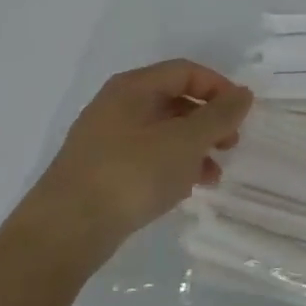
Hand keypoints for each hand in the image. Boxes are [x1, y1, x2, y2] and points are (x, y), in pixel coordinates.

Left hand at [10, 60, 252, 271]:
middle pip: (175, 101)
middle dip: (209, 122)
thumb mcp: (186, 141)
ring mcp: (105, 140)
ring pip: (163, 132)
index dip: (219, 87)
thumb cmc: (131, 174)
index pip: (186, 71)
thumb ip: (220, 115)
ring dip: (194, 148)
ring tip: (212, 175)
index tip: (240, 114)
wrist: (62, 234)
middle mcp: (116, 106)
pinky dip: (172, 166)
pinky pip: (147, 157)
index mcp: (133, 88)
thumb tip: (243, 94)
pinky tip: (184, 190)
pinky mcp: (100, 172)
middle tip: (230, 145)